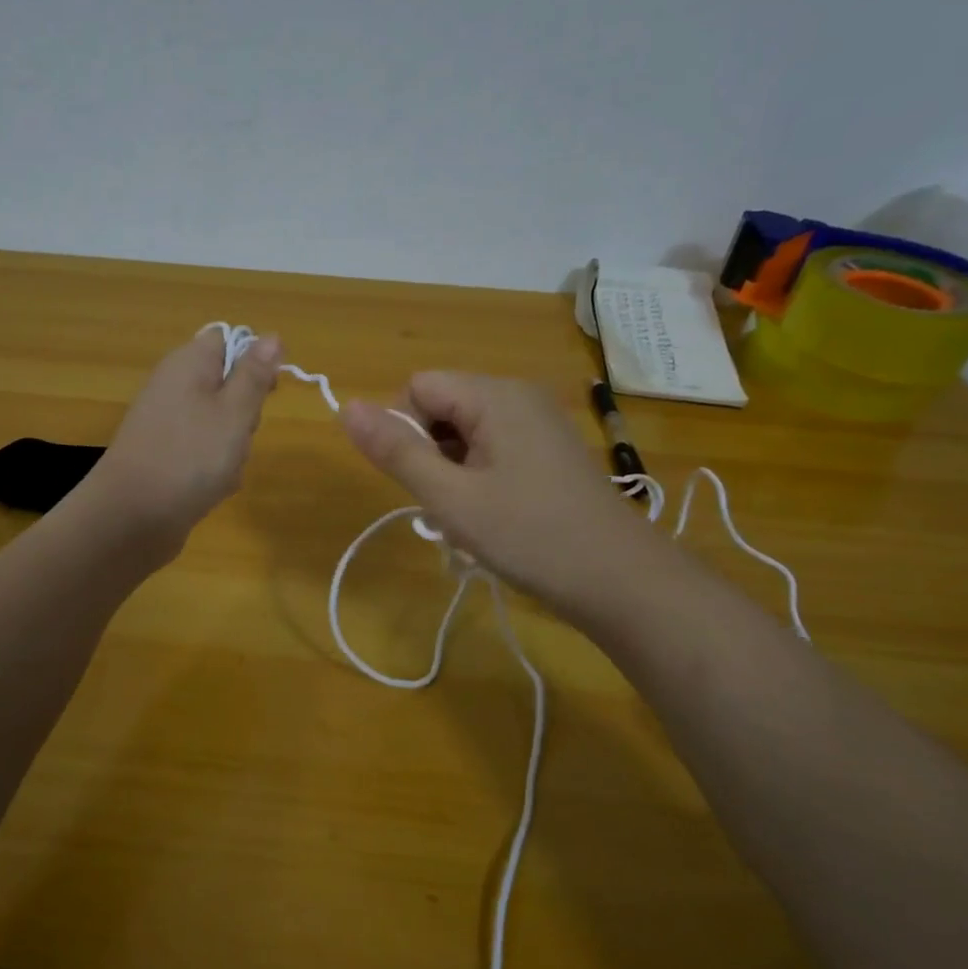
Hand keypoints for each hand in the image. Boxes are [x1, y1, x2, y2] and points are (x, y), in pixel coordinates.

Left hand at [77, 329, 282, 564]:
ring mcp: (166, 424)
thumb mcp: (235, 411)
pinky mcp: (163, 456)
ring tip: (226, 468)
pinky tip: (212, 488)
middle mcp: (173, 387)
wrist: (131, 518)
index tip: (267, 390)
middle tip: (242, 433)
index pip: (226, 339)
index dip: (253, 360)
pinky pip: (202, 452)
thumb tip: (272, 336)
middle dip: (246, 412)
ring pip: (219, 424)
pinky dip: (214, 468)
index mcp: (188, 363)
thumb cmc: (190, 457)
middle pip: (226, 384)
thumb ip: (254, 374)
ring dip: (233, 446)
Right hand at [340, 373, 669, 622]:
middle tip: (446, 506)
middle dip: (429, 454)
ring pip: (464, 432)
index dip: (405, 430)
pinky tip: (491, 517)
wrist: (621, 581)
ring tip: (469, 518)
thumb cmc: (530, 536)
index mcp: (495, 396)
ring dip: (451, 471)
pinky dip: (477, 477)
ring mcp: (538, 423)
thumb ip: (396, 451)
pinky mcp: (549, 450)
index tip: (423, 480)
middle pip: (441, 407)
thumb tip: (346, 407)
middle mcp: (518, 396)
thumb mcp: (450, 498)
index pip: (418, 387)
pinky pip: (491, 448)